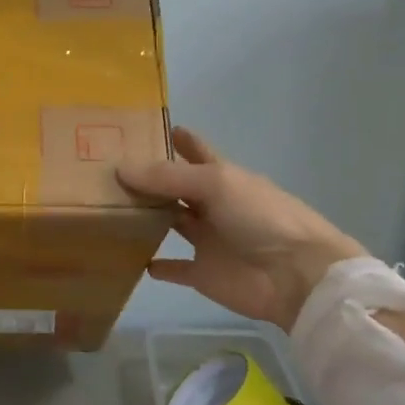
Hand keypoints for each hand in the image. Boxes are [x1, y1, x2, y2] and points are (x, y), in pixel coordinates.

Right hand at [117, 127, 368, 331]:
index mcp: (222, 177)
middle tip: (108, 169)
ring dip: (147, 218)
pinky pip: (174, 268)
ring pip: (171, 223)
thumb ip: (168, 177)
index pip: (196, 151)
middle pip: (177, 188)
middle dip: (150, 179)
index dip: (178, 139)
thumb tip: (120, 168)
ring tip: (110, 209)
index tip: (145, 128)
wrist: (296, 275)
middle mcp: (212, 205)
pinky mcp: (202, 273)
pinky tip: (133, 260)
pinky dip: (157, 266)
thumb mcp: (216, 184)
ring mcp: (208, 239)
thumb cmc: (260, 217)